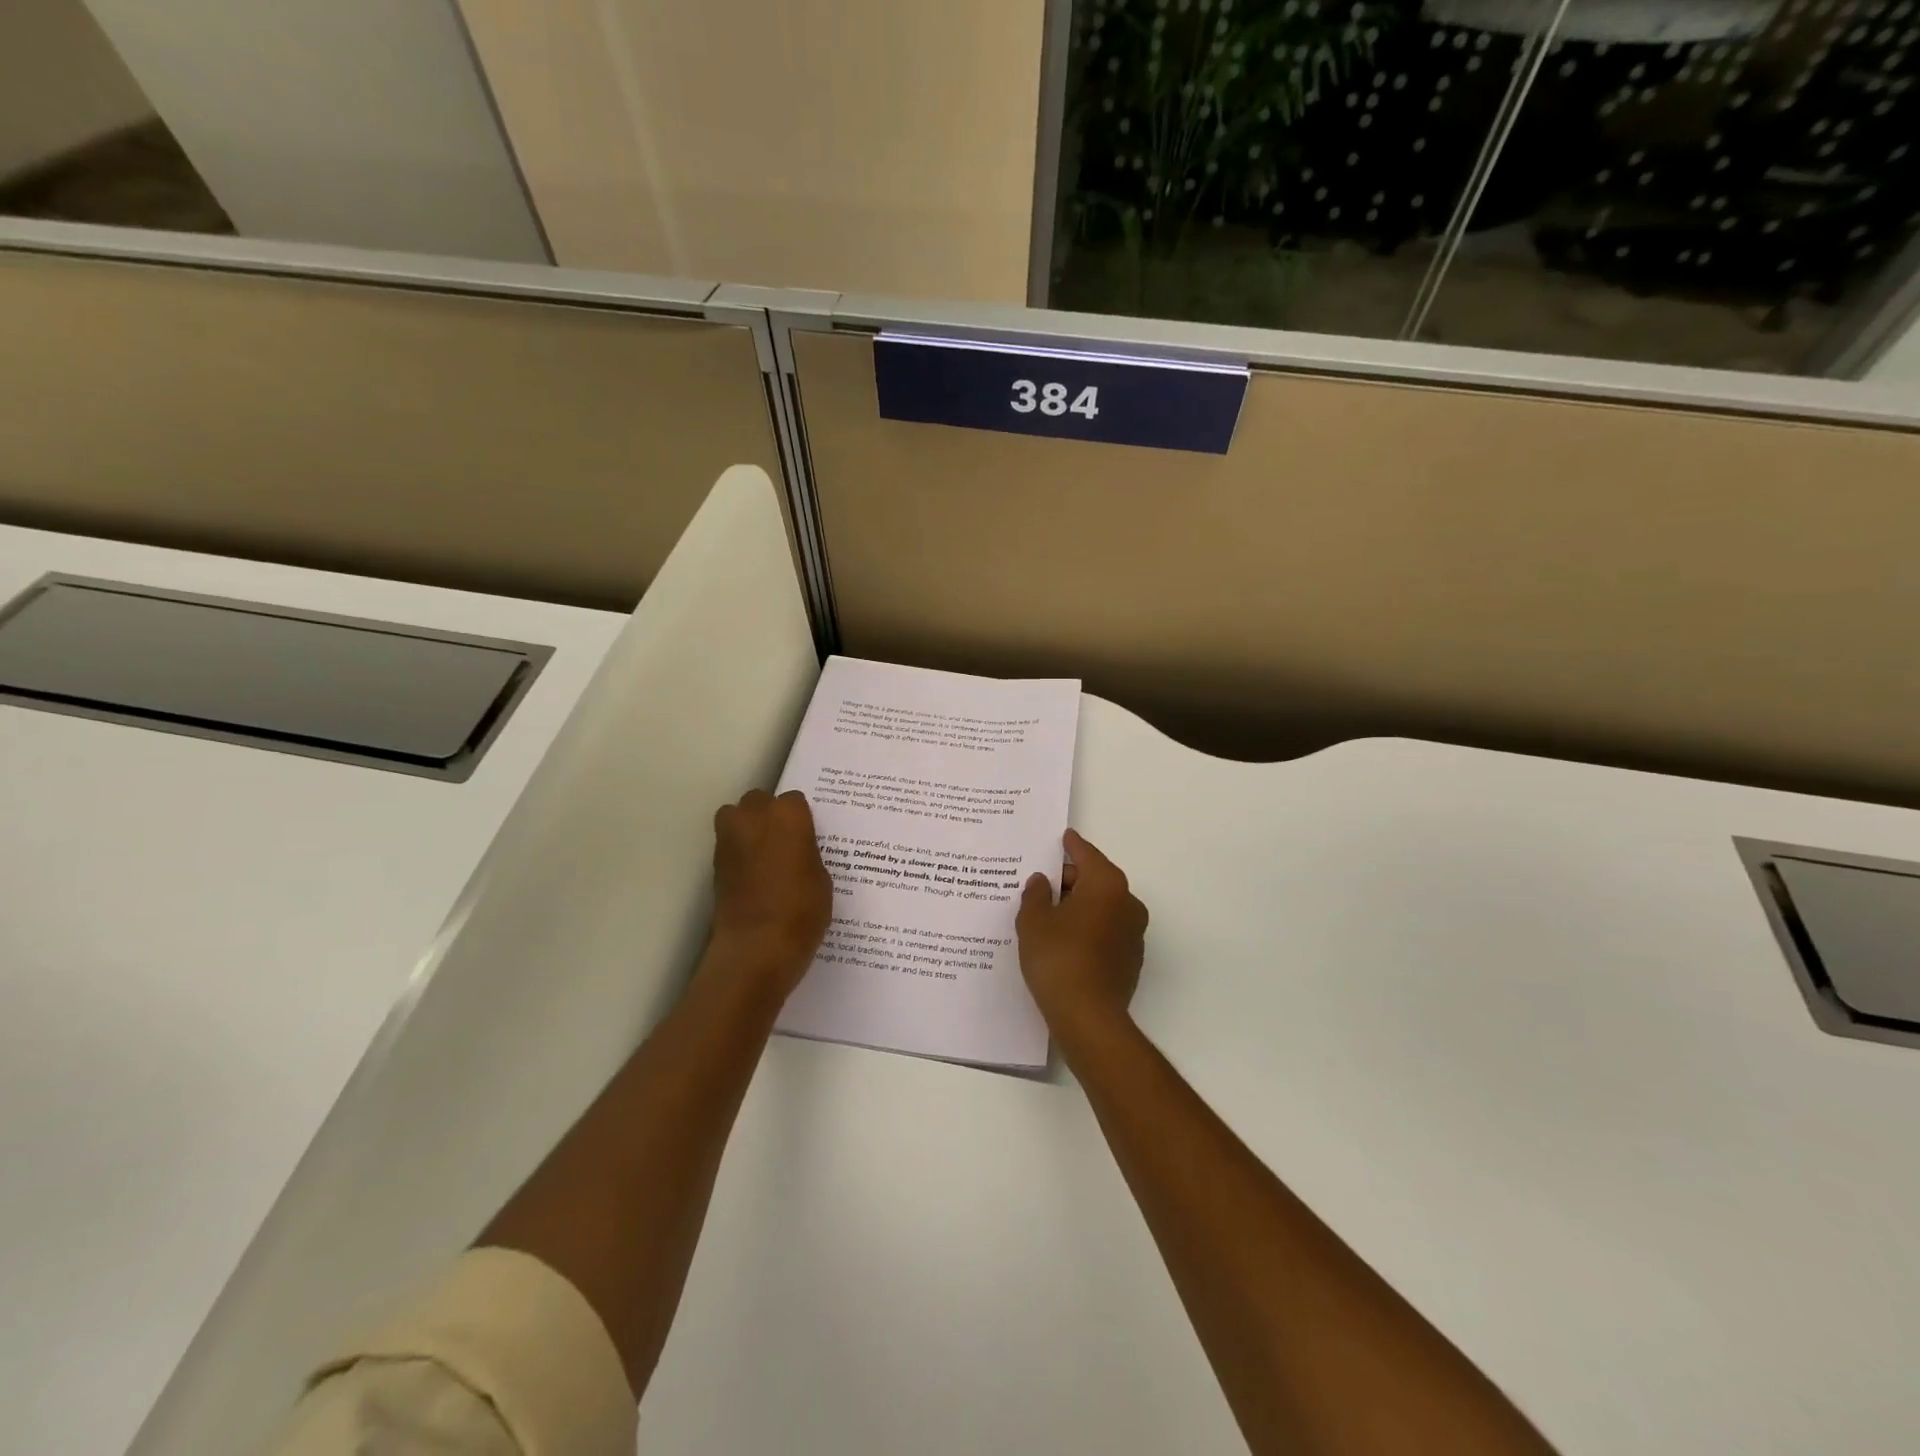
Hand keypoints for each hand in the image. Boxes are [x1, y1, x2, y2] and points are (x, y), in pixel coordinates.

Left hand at [708, 789, 833, 1002]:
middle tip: (783, 841)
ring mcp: (729, 839)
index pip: (794, 801)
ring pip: (734, 817)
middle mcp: (754, 817)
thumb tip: (797, 852)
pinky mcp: (714, 864)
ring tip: (762, 854)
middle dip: (768, 815)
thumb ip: (807, 853)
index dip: (800, 819)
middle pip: (758, 801)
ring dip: (746, 828)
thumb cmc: (802, 910)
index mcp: (788, 815)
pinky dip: (737, 853)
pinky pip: (728, 846)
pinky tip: (752, 876)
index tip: (806, 837)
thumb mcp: (822, 878)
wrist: (757, 946)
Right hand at [1016, 829, 1148, 1038]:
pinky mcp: (1130, 959)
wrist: (1088, 1017)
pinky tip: (1063, 941)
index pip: (1086, 854)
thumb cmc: (1058, 957)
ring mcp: (1133, 933)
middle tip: (1040, 885)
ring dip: (1078, 907)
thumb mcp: (1034, 921)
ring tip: (1047, 914)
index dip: (1071, 845)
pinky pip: (1105, 931)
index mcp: (1106, 884)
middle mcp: (1127, 903)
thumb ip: (1036, 894)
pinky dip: (1087, 929)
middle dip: (1070, 880)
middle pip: (1095, 880)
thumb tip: (1042, 882)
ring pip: (1101, 907)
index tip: (1063, 837)